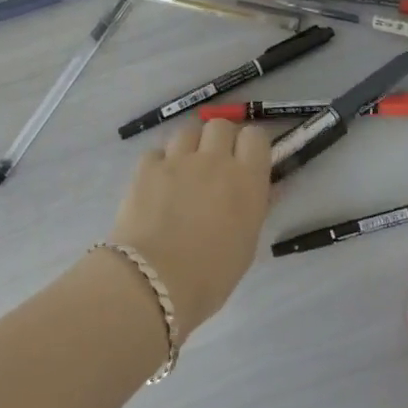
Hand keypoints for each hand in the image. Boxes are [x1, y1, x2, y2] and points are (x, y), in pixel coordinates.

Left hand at [110, 119, 272, 333]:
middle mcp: (214, 160)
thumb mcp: (246, 244)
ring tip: (183, 171)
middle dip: (219, 140)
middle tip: (214, 165)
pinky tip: (157, 184)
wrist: (154, 281)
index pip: (256, 136)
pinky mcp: (145, 168)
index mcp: (247, 180)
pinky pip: (157, 151)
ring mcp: (177, 160)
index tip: (245, 161)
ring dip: (189, 146)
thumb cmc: (210, 275)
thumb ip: (254, 208)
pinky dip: (159, 163)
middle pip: (220, 125)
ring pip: (187, 131)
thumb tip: (261, 190)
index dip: (250, 146)